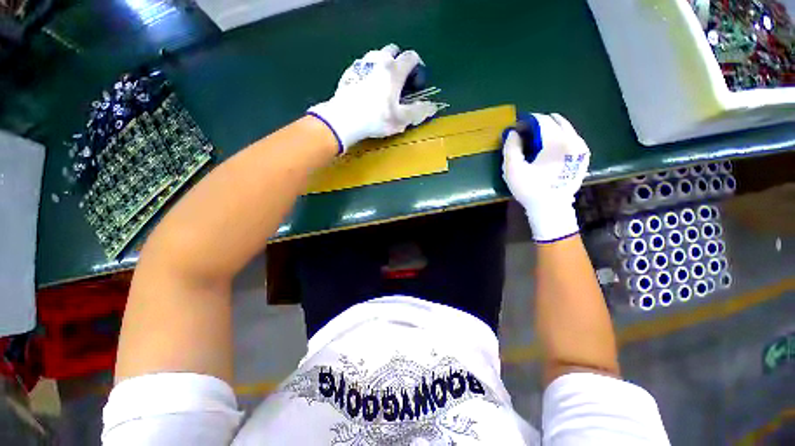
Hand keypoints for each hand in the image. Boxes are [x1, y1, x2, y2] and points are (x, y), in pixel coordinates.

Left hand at [308, 44, 439, 153]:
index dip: (417, 66)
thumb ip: (418, 112)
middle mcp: (378, 60)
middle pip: (393, 50)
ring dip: (383, 64)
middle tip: (399, 80)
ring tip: (382, 84)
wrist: (344, 119)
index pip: (411, 56)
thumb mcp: (401, 119)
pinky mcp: (349, 72)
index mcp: (394, 70)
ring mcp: (362, 64)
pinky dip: (368, 72)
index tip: (416, 80)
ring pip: (376, 55)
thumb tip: (432, 107)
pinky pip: (363, 66)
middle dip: (399, 61)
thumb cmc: (376, 119)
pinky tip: (366, 88)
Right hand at [502, 113, 589, 242]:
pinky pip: (571, 138)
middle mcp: (573, 139)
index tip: (516, 129)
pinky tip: (548, 149)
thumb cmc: (530, 189)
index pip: (541, 120)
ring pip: (565, 128)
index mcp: (556, 142)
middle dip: (539, 124)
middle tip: (525, 135)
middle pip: (555, 121)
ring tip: (536, 142)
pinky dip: (559, 138)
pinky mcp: (584, 156)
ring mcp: (581, 148)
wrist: (551, 208)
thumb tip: (513, 132)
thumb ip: (511, 148)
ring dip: (549, 130)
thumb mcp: (513, 170)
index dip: (527, 121)